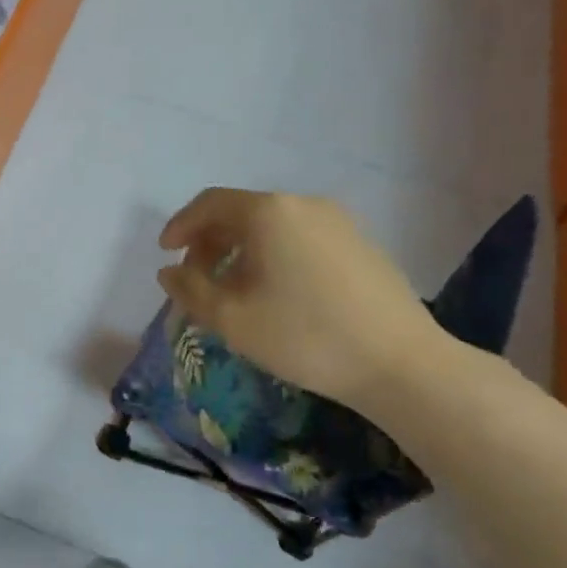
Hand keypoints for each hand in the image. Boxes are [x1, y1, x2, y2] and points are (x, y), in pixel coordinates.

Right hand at [157, 188, 445, 408]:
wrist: (400, 363)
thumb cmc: (305, 336)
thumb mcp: (232, 319)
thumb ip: (190, 290)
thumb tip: (169, 271)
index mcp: (268, 212)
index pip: (210, 203)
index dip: (181, 225)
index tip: (166, 253)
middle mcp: (303, 204)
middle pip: (241, 212)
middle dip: (210, 241)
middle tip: (196, 278)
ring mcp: (338, 221)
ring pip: (272, 226)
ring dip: (241, 250)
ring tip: (233, 289)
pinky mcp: (360, 243)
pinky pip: (300, 237)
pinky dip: (274, 254)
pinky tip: (276, 292)